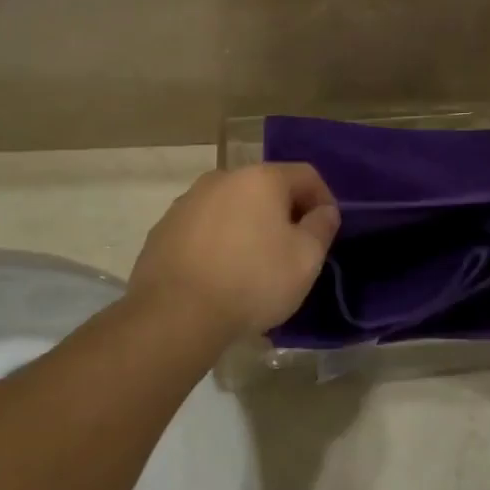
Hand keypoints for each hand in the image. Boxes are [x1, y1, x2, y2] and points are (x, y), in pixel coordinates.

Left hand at [126, 164, 340, 338]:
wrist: (175, 315)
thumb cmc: (252, 281)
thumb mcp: (306, 259)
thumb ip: (322, 227)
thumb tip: (324, 211)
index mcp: (261, 178)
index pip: (306, 175)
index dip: (323, 200)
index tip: (326, 231)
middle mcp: (223, 178)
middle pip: (266, 188)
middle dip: (284, 213)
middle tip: (292, 249)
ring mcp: (187, 202)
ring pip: (232, 206)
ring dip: (249, 226)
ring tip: (253, 265)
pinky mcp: (163, 229)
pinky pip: (204, 228)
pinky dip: (219, 241)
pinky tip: (220, 274)